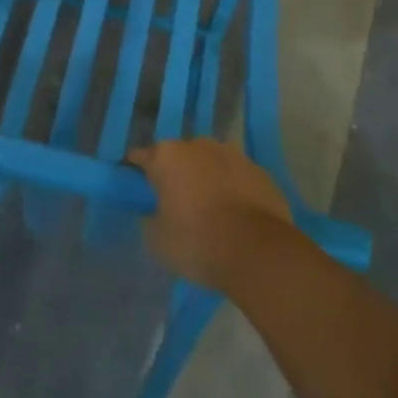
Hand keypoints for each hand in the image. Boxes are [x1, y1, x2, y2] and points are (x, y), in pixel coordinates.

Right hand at [127, 137, 295, 293]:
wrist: (258, 252)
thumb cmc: (197, 242)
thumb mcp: (157, 239)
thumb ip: (150, 217)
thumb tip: (154, 211)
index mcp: (168, 156)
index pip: (141, 157)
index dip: (137, 174)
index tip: (138, 192)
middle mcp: (199, 145)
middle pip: (179, 156)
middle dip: (176, 174)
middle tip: (176, 204)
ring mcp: (234, 154)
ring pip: (211, 163)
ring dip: (207, 178)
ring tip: (210, 210)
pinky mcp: (260, 171)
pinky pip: (237, 177)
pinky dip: (233, 189)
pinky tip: (236, 215)